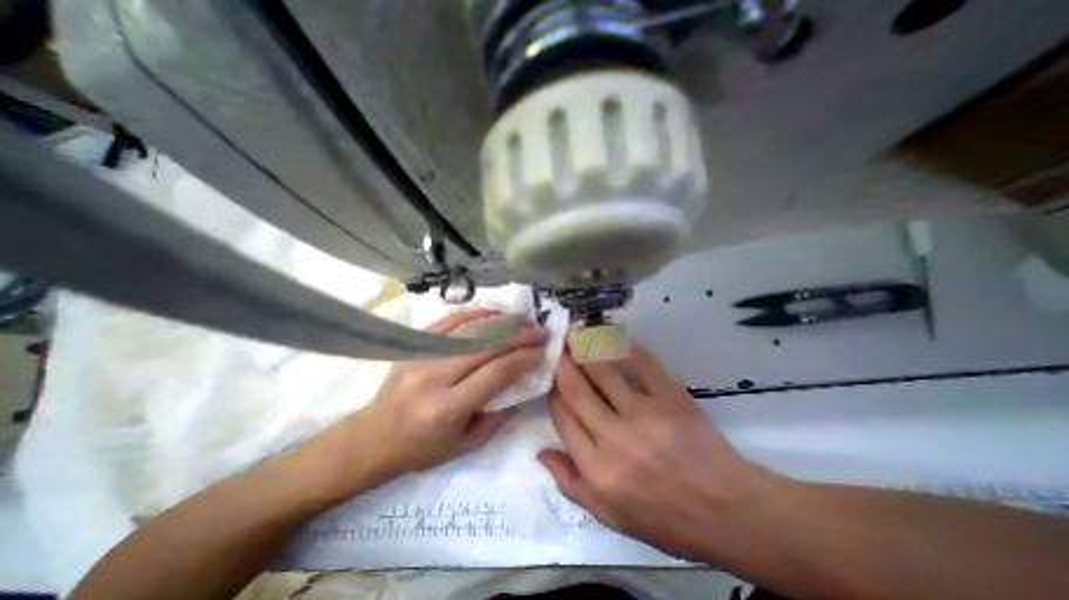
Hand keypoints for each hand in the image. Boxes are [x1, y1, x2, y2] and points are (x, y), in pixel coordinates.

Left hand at [360, 311, 549, 480]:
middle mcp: (433, 376)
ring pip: (469, 329)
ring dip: (501, 321)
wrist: (372, 438)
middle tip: (540, 330)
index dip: (523, 358)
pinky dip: (475, 314)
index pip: (495, 372)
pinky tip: (493, 313)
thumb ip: (500, 415)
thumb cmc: (422, 449)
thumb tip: (524, 382)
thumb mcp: (467, 444)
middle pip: (486, 345)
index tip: (543, 351)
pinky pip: (448, 321)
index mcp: (447, 408)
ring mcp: (420, 356)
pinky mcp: (413, 345)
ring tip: (523, 320)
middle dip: (519, 335)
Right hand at [540, 345, 783, 558]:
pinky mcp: (671, 397)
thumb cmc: (665, 519)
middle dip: (562, 364)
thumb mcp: (610, 516)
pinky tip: (612, 338)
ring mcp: (644, 414)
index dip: (553, 392)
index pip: (562, 417)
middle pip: (576, 389)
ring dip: (585, 349)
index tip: (552, 378)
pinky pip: (641, 364)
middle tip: (557, 346)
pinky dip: (623, 348)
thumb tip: (541, 451)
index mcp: (597, 469)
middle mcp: (614, 438)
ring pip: (603, 371)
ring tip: (575, 335)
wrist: (727, 511)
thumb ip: (570, 484)